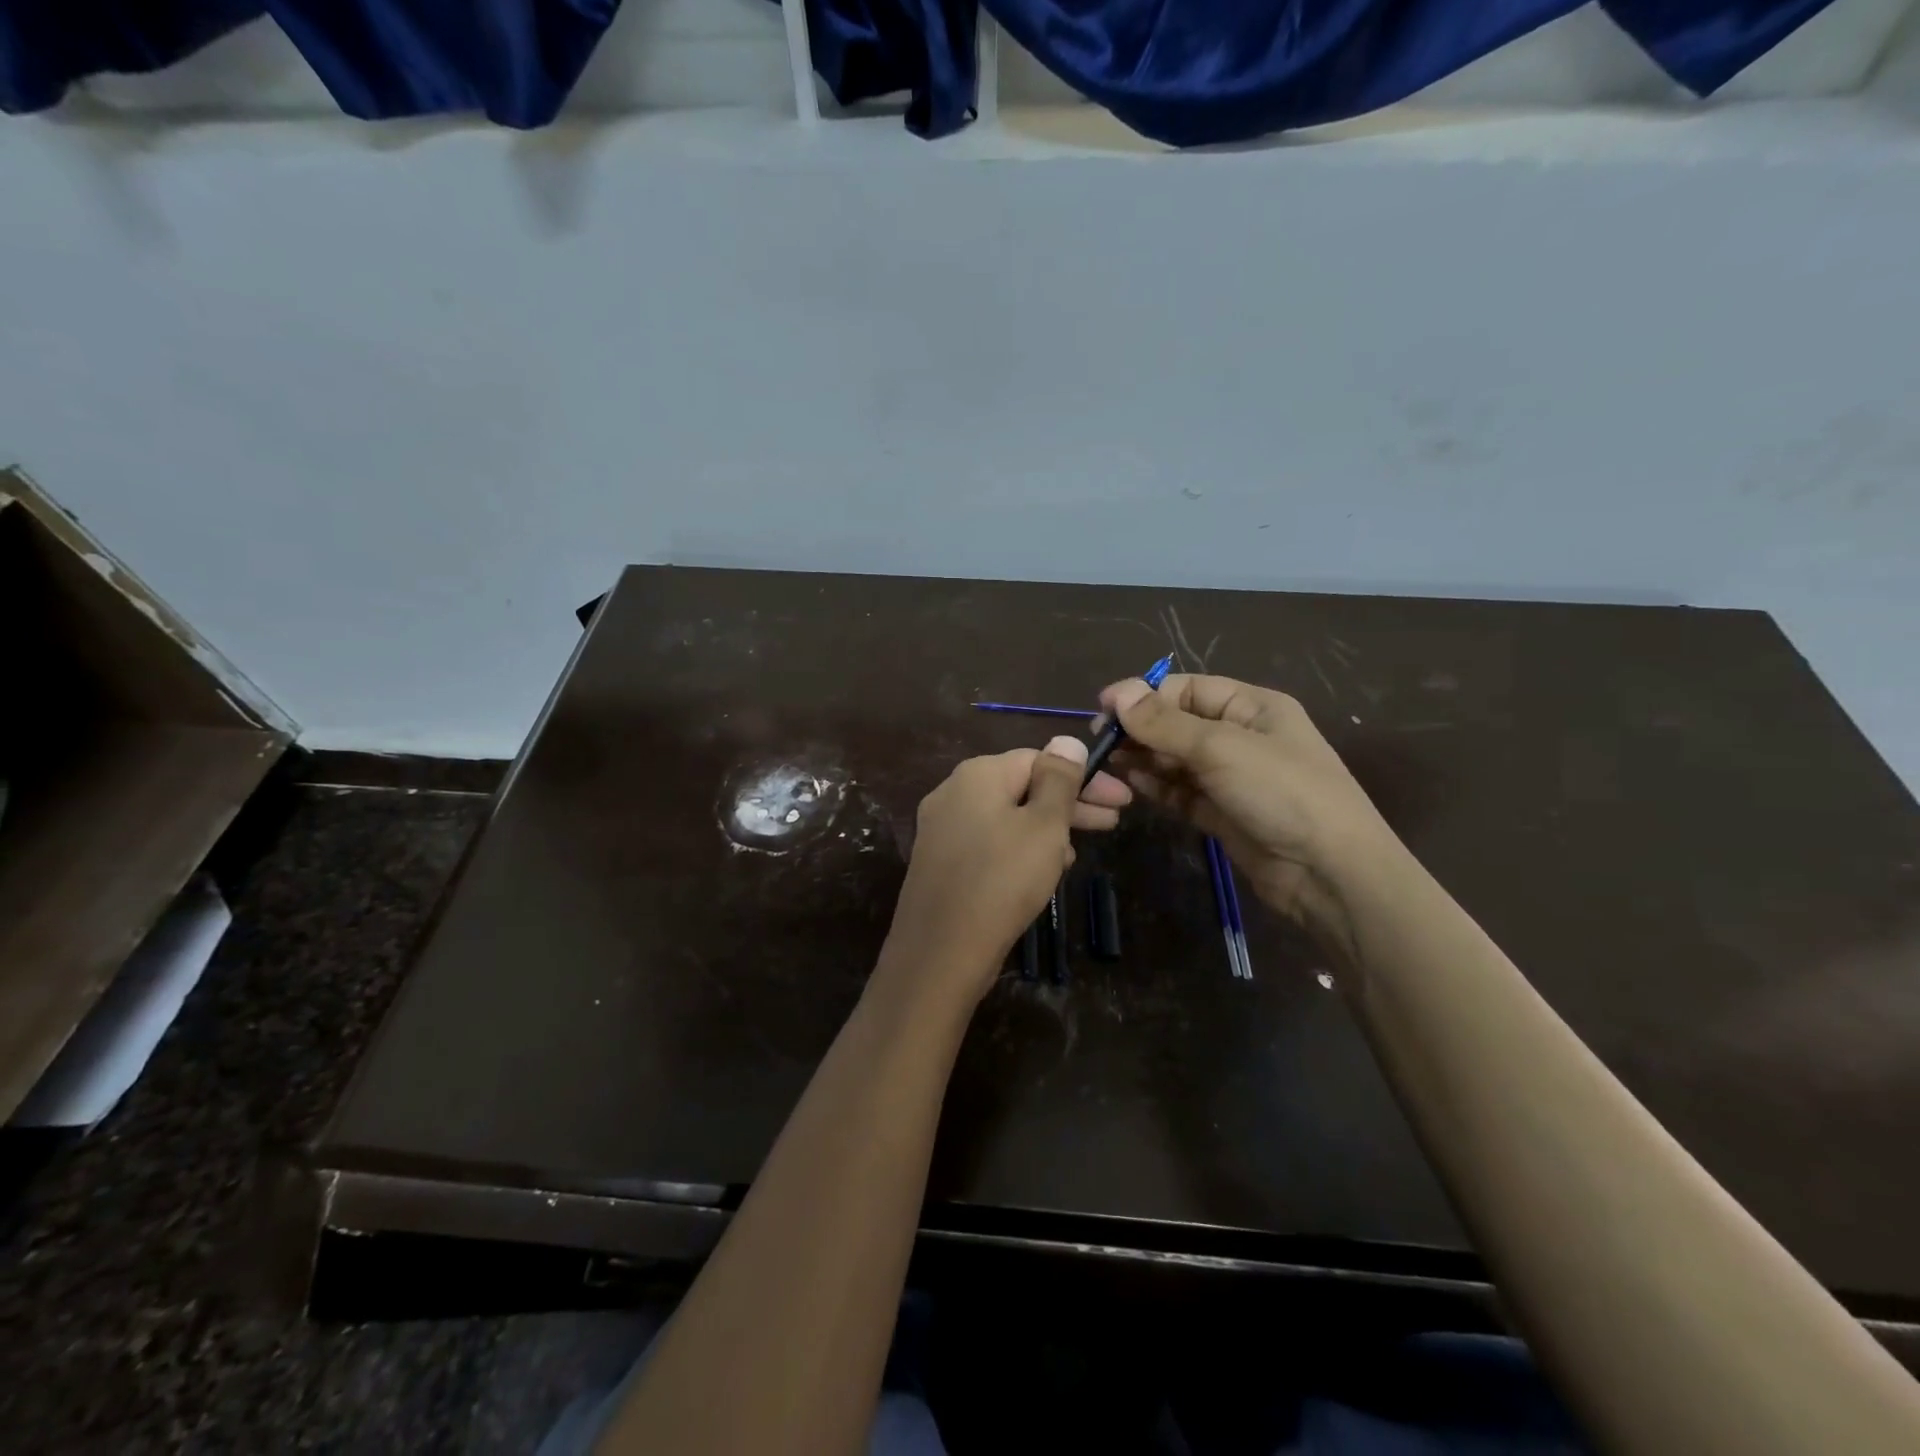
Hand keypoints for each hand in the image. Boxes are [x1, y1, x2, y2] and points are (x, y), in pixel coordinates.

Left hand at [878, 738, 1129, 1006]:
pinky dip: (1019, 849)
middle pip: (1022, 787)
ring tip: (1076, 854)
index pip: (1039, 759)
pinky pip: (989, 843)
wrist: (940, 952)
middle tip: (1112, 822)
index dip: (1084, 777)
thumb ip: (1059, 780)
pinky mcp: (940, 863)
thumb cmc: (1002, 880)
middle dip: (1069, 804)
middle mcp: (952, 793)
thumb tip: (1067, 740)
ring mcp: (941, 829)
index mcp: (978, 775)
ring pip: (1007, 817)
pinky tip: (1041, 873)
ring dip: (1047, 829)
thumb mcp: (1044, 826)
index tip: (1121, 800)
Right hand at [1099, 674, 1401, 946]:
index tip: (1103, 711)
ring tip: (1107, 763)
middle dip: (1140, 729)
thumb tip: (1117, 694)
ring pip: (1175, 759)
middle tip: (1099, 743)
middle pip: (1177, 723)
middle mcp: (1240, 736)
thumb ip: (1165, 723)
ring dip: (1143, 758)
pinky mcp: (1221, 813)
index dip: (1144, 696)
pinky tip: (1130, 784)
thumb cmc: (1282, 792)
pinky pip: (1180, 792)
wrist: (1329, 873)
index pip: (1186, 689)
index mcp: (1251, 707)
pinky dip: (1156, 787)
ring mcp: (1231, 777)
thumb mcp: (1221, 748)